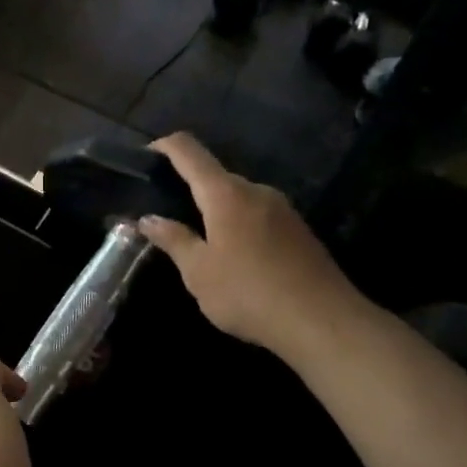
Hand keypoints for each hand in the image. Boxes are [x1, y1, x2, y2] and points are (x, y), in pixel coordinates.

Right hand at [136, 134, 363, 360]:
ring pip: (238, 198)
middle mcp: (256, 190)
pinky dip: (237, 224)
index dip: (164, 146)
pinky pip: (257, 215)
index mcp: (226, 194)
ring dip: (214, 210)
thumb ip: (173, 240)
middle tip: (165, 214)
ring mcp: (282, 208)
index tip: (145, 156)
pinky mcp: (297, 229)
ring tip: (196, 240)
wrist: (321, 321)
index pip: (190, 151)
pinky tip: (232, 256)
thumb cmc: (249, 293)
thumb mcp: (199, 272)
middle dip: (188, 188)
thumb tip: (147, 219)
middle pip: (215, 176)